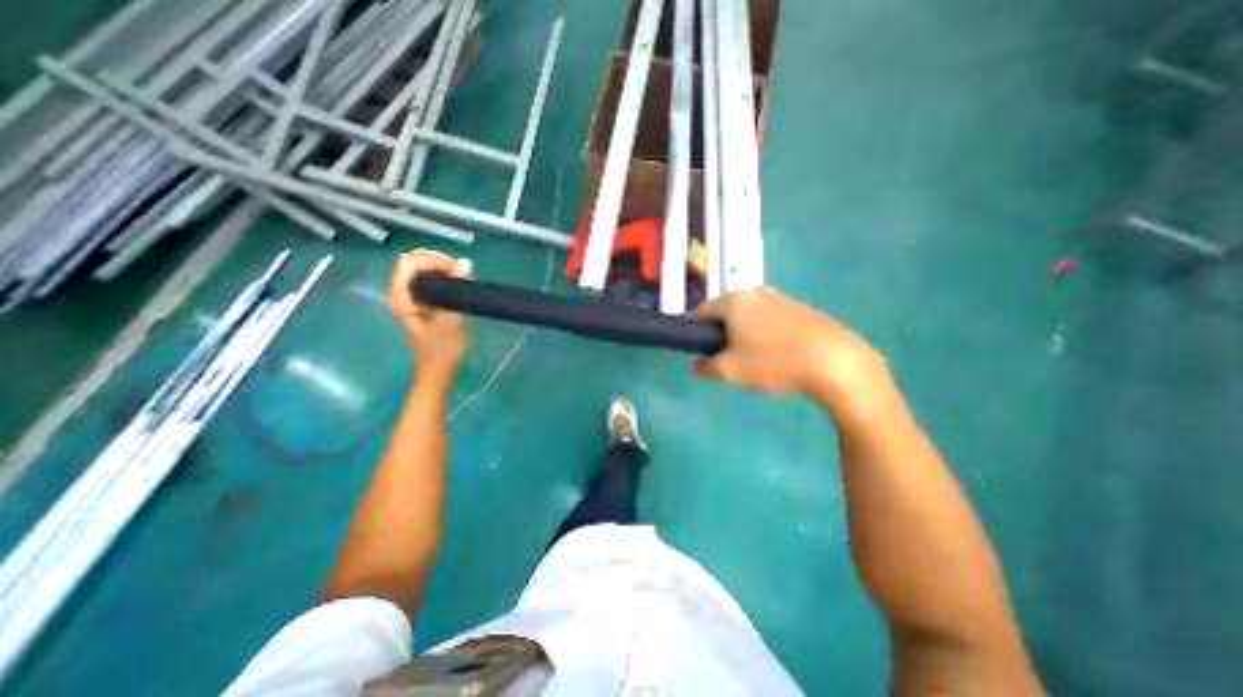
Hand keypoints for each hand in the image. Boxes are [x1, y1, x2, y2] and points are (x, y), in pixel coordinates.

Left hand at [388, 249, 474, 378]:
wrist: (439, 370)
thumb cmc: (444, 348)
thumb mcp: (452, 320)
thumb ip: (456, 290)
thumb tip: (465, 262)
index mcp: (402, 297)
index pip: (410, 262)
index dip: (433, 260)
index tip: (456, 271)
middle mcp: (401, 293)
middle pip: (412, 261)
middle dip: (436, 260)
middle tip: (459, 272)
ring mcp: (409, 297)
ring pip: (420, 268)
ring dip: (440, 267)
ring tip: (460, 277)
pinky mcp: (420, 302)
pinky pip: (426, 278)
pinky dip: (440, 276)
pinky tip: (455, 284)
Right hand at [694, 290, 889, 404]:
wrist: (834, 362)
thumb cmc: (773, 363)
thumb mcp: (731, 371)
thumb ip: (706, 367)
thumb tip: (696, 365)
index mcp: (733, 301)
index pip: (701, 311)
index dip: (695, 331)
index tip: (699, 350)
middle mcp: (754, 292)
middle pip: (726, 311)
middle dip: (721, 333)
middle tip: (726, 358)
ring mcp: (779, 297)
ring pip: (749, 315)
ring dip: (743, 333)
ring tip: (753, 358)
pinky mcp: (799, 307)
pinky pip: (770, 318)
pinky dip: (764, 332)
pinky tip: (777, 353)